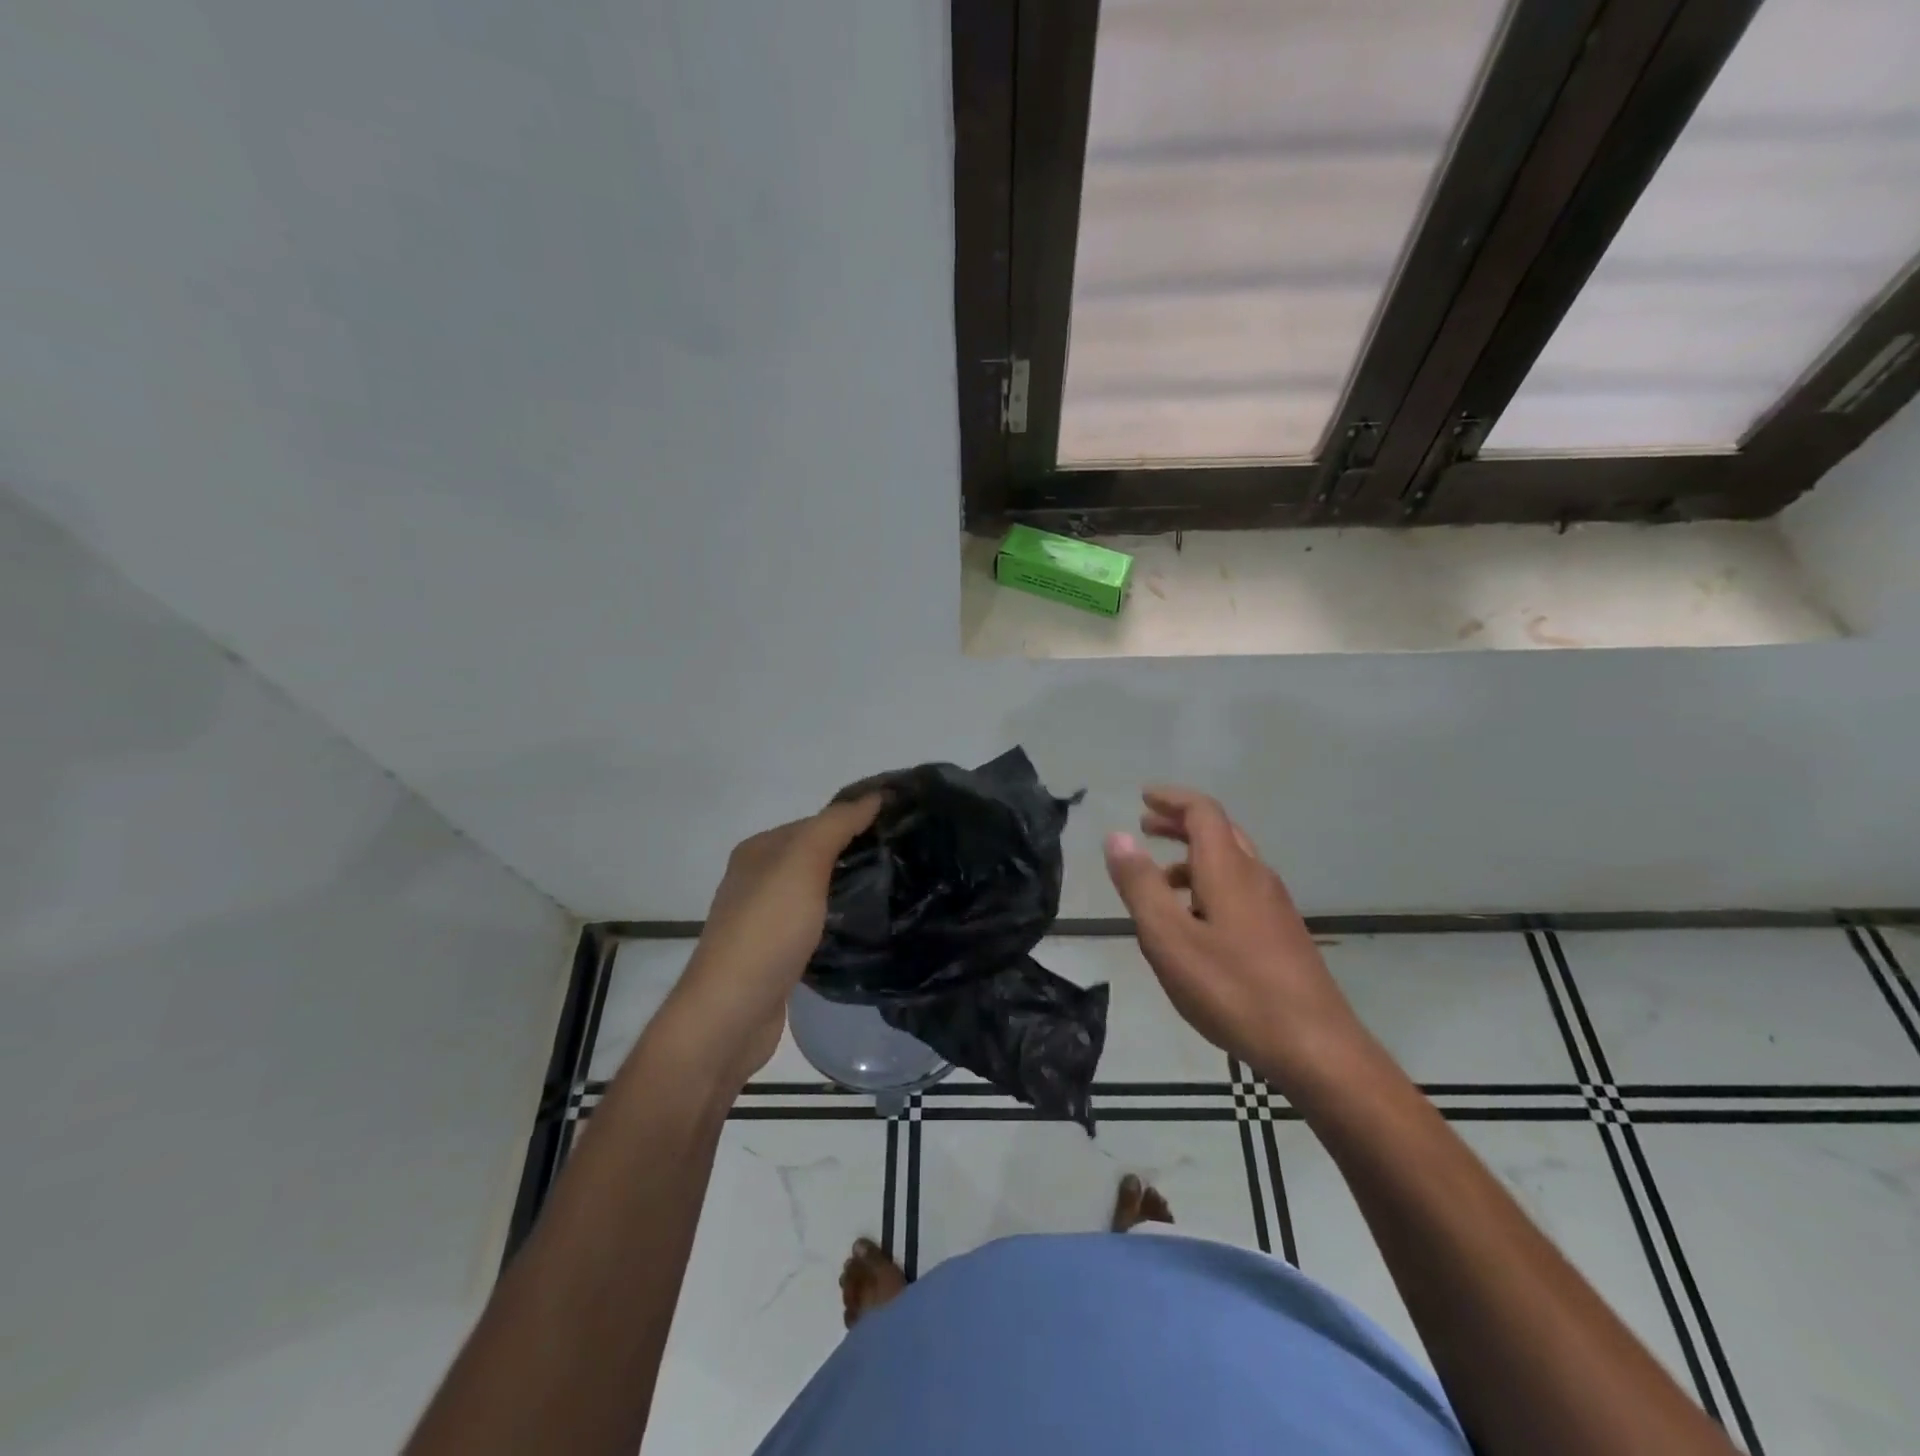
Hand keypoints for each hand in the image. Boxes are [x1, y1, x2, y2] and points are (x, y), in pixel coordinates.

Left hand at [648, 796, 881, 1092]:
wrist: (731, 1014)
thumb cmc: (767, 930)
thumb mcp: (802, 864)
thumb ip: (836, 826)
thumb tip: (874, 796)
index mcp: (759, 850)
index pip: (818, 822)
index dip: (856, 820)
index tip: (902, 827)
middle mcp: (758, 879)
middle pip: (817, 856)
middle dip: (856, 855)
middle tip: (907, 859)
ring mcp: (765, 919)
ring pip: (817, 892)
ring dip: (849, 889)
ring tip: (896, 890)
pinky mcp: (777, 954)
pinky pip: (815, 925)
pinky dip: (839, 921)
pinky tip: (866, 928)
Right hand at [1103, 787, 1366, 1086]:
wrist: (1316, 1048)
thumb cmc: (1233, 989)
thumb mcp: (1169, 938)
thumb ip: (1140, 885)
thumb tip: (1116, 837)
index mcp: (1228, 869)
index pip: (1202, 812)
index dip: (1171, 799)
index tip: (1144, 797)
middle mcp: (1256, 877)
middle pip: (1219, 832)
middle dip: (1180, 824)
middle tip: (1146, 827)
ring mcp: (1275, 907)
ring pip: (1231, 863)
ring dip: (1193, 858)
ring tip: (1159, 882)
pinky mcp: (1283, 934)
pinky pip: (1241, 890)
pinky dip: (1209, 885)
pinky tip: (1195, 924)